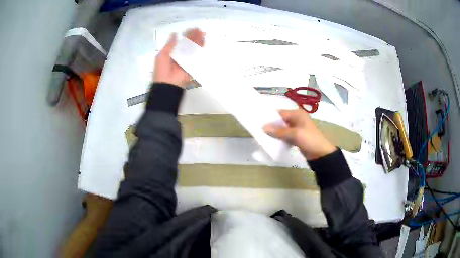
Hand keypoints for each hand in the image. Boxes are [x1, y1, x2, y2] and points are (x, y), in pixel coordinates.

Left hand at [153, 28, 204, 87]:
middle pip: (188, 44)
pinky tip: (203, 41)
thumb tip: (174, 33)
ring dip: (198, 40)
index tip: (190, 29)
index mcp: (171, 52)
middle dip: (193, 36)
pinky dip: (200, 48)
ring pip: (193, 48)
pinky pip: (197, 55)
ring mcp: (186, 59)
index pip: (180, 42)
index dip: (185, 35)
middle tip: (199, 29)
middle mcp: (180, 55)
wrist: (168, 84)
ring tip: (202, 33)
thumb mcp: (162, 55)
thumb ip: (169, 45)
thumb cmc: (162, 69)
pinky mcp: (192, 64)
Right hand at [263, 109, 335, 159]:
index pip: (280, 113)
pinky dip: (279, 137)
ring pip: (282, 128)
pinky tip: (272, 141)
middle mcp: (296, 119)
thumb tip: (263, 127)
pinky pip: (285, 135)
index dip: (270, 117)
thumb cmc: (309, 140)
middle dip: (271, 125)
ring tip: (263, 136)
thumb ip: (279, 131)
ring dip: (275, 132)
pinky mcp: (296, 137)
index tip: (258, 121)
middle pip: (280, 120)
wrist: (321, 154)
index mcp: (297, 114)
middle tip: (259, 129)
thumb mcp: (294, 134)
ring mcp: (297, 128)